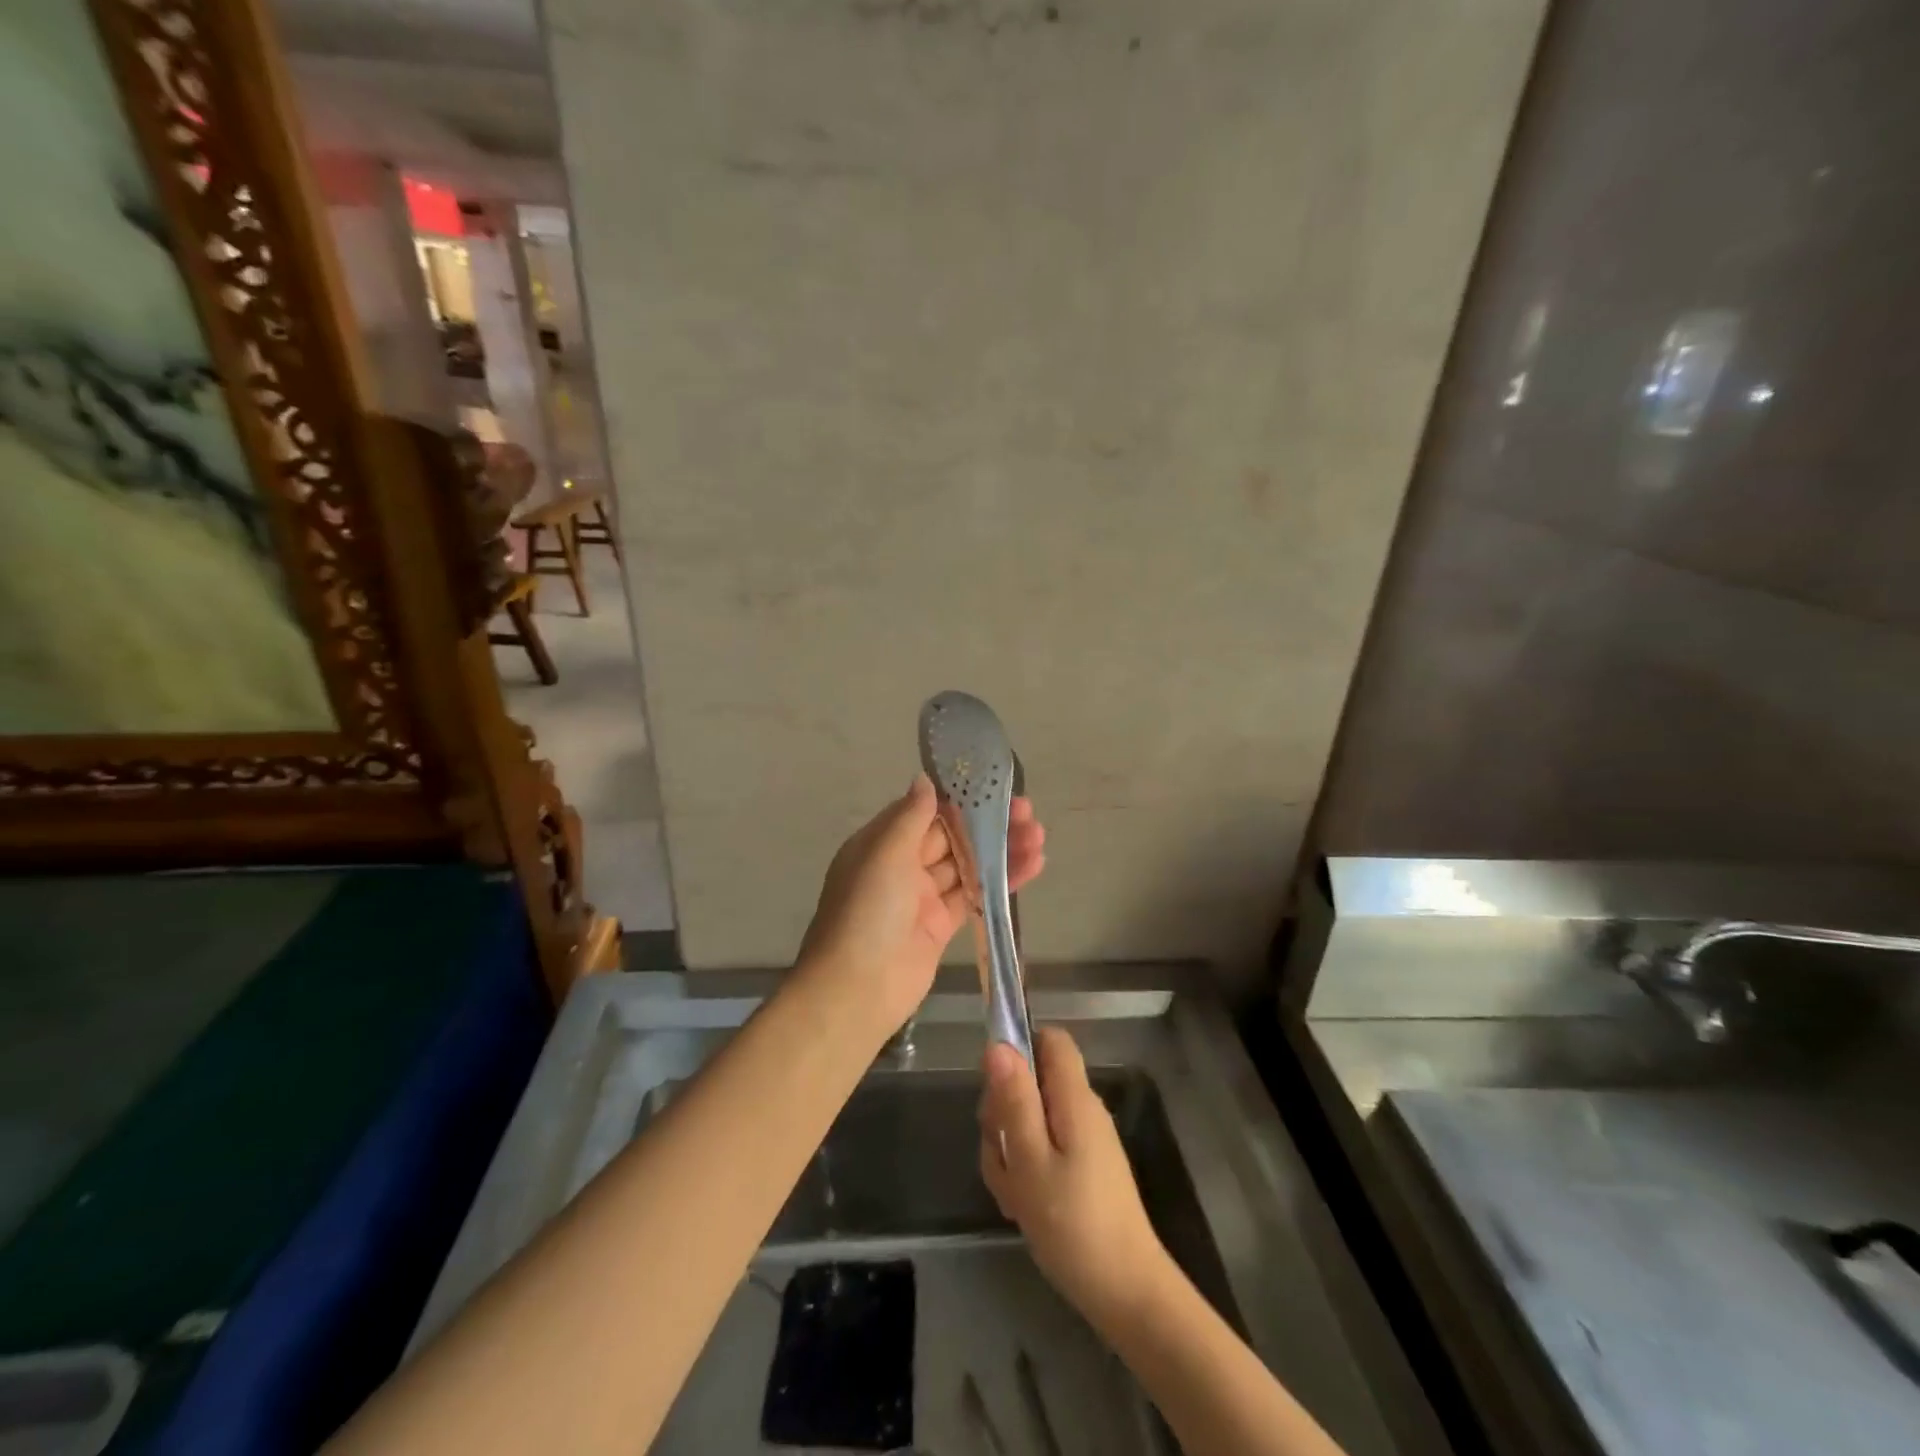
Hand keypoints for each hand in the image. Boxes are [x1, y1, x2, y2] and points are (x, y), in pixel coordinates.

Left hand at [799, 774, 1045, 1038]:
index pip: (925, 812)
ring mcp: (922, 897)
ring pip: (967, 865)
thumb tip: (925, 780)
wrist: (857, 989)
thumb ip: (910, 818)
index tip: (995, 788)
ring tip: (1039, 836)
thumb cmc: (867, 912)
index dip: (960, 800)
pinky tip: (1032, 866)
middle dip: (988, 824)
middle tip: (1028, 812)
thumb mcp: (885, 854)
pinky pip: (975, 896)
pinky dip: (1001, 881)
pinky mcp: (941, 926)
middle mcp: (901, 866)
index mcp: (882, 843)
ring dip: (1002, 850)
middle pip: (951, 837)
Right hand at [979, 1027, 1171, 1331]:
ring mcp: (1083, 1139)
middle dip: (1004, 1112)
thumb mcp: (1031, 1161)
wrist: (1127, 1294)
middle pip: (1032, 1081)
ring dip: (1010, 1150)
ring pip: (1031, 1120)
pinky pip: (1043, 1150)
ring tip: (1014, 1193)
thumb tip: (998, 1044)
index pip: (1050, 1039)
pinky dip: (1026, 1171)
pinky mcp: (1082, 1167)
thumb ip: (1015, 1100)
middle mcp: (1081, 1109)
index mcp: (1074, 1098)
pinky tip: (1022, 1207)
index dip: (1019, 1048)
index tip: (996, 1088)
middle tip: (1003, 1157)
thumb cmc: (1074, 1225)